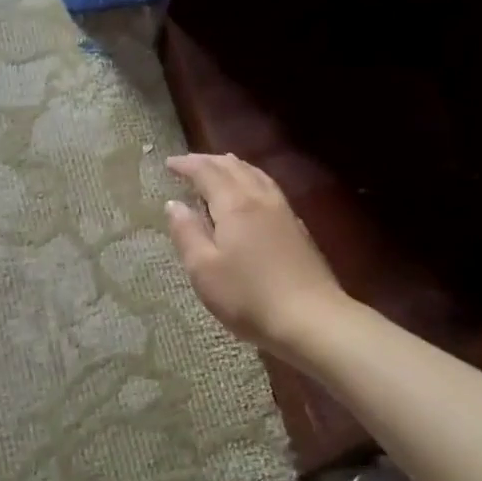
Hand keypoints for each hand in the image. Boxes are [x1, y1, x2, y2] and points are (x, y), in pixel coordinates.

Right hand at [165, 153, 350, 358]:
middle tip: (189, 164)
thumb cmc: (248, 297)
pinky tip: (253, 194)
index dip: (187, 165)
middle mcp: (260, 199)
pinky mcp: (298, 229)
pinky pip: (269, 189)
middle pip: (234, 168)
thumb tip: (173, 204)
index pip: (207, 172)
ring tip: (220, 167)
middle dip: (209, 161)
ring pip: (256, 175)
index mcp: (235, 205)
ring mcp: (284, 212)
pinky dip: (252, 181)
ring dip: (234, 167)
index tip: (169, 163)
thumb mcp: (204, 270)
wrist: (311, 319)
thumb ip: (187, 233)